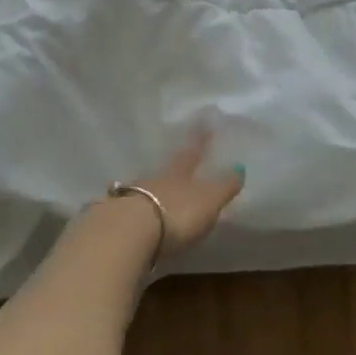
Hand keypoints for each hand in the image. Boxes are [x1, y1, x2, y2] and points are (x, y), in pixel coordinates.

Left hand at [123, 127, 244, 259]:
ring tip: (158, 191)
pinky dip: (136, 208)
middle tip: (179, 158)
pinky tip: (136, 215)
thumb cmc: (176, 213)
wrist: (128, 232)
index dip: (199, 139)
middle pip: (167, 168)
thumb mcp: (208, 200)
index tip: (203, 122)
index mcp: (180, 172)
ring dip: (153, 188)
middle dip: (175, 164)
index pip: (193, 152)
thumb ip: (224, 186)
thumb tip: (240, 168)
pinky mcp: (115, 216)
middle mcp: (156, 178)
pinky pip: (129, 207)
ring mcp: (132, 195)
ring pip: (146, 185)